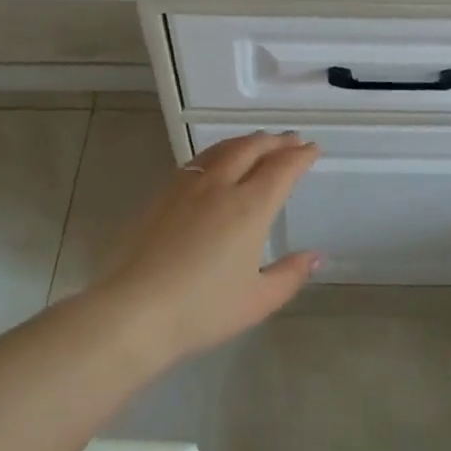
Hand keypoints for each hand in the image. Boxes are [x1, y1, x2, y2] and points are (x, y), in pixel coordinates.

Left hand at [102, 130, 320, 360]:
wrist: (134, 311)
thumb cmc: (202, 309)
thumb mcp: (257, 300)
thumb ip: (290, 274)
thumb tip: (316, 256)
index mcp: (249, 207)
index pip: (282, 169)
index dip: (301, 156)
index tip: (313, 149)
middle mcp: (220, 186)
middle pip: (252, 148)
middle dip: (275, 141)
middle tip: (291, 139)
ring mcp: (188, 186)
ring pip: (223, 149)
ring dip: (247, 141)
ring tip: (258, 142)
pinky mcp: (163, 194)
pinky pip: (199, 160)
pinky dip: (219, 152)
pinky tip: (217, 162)